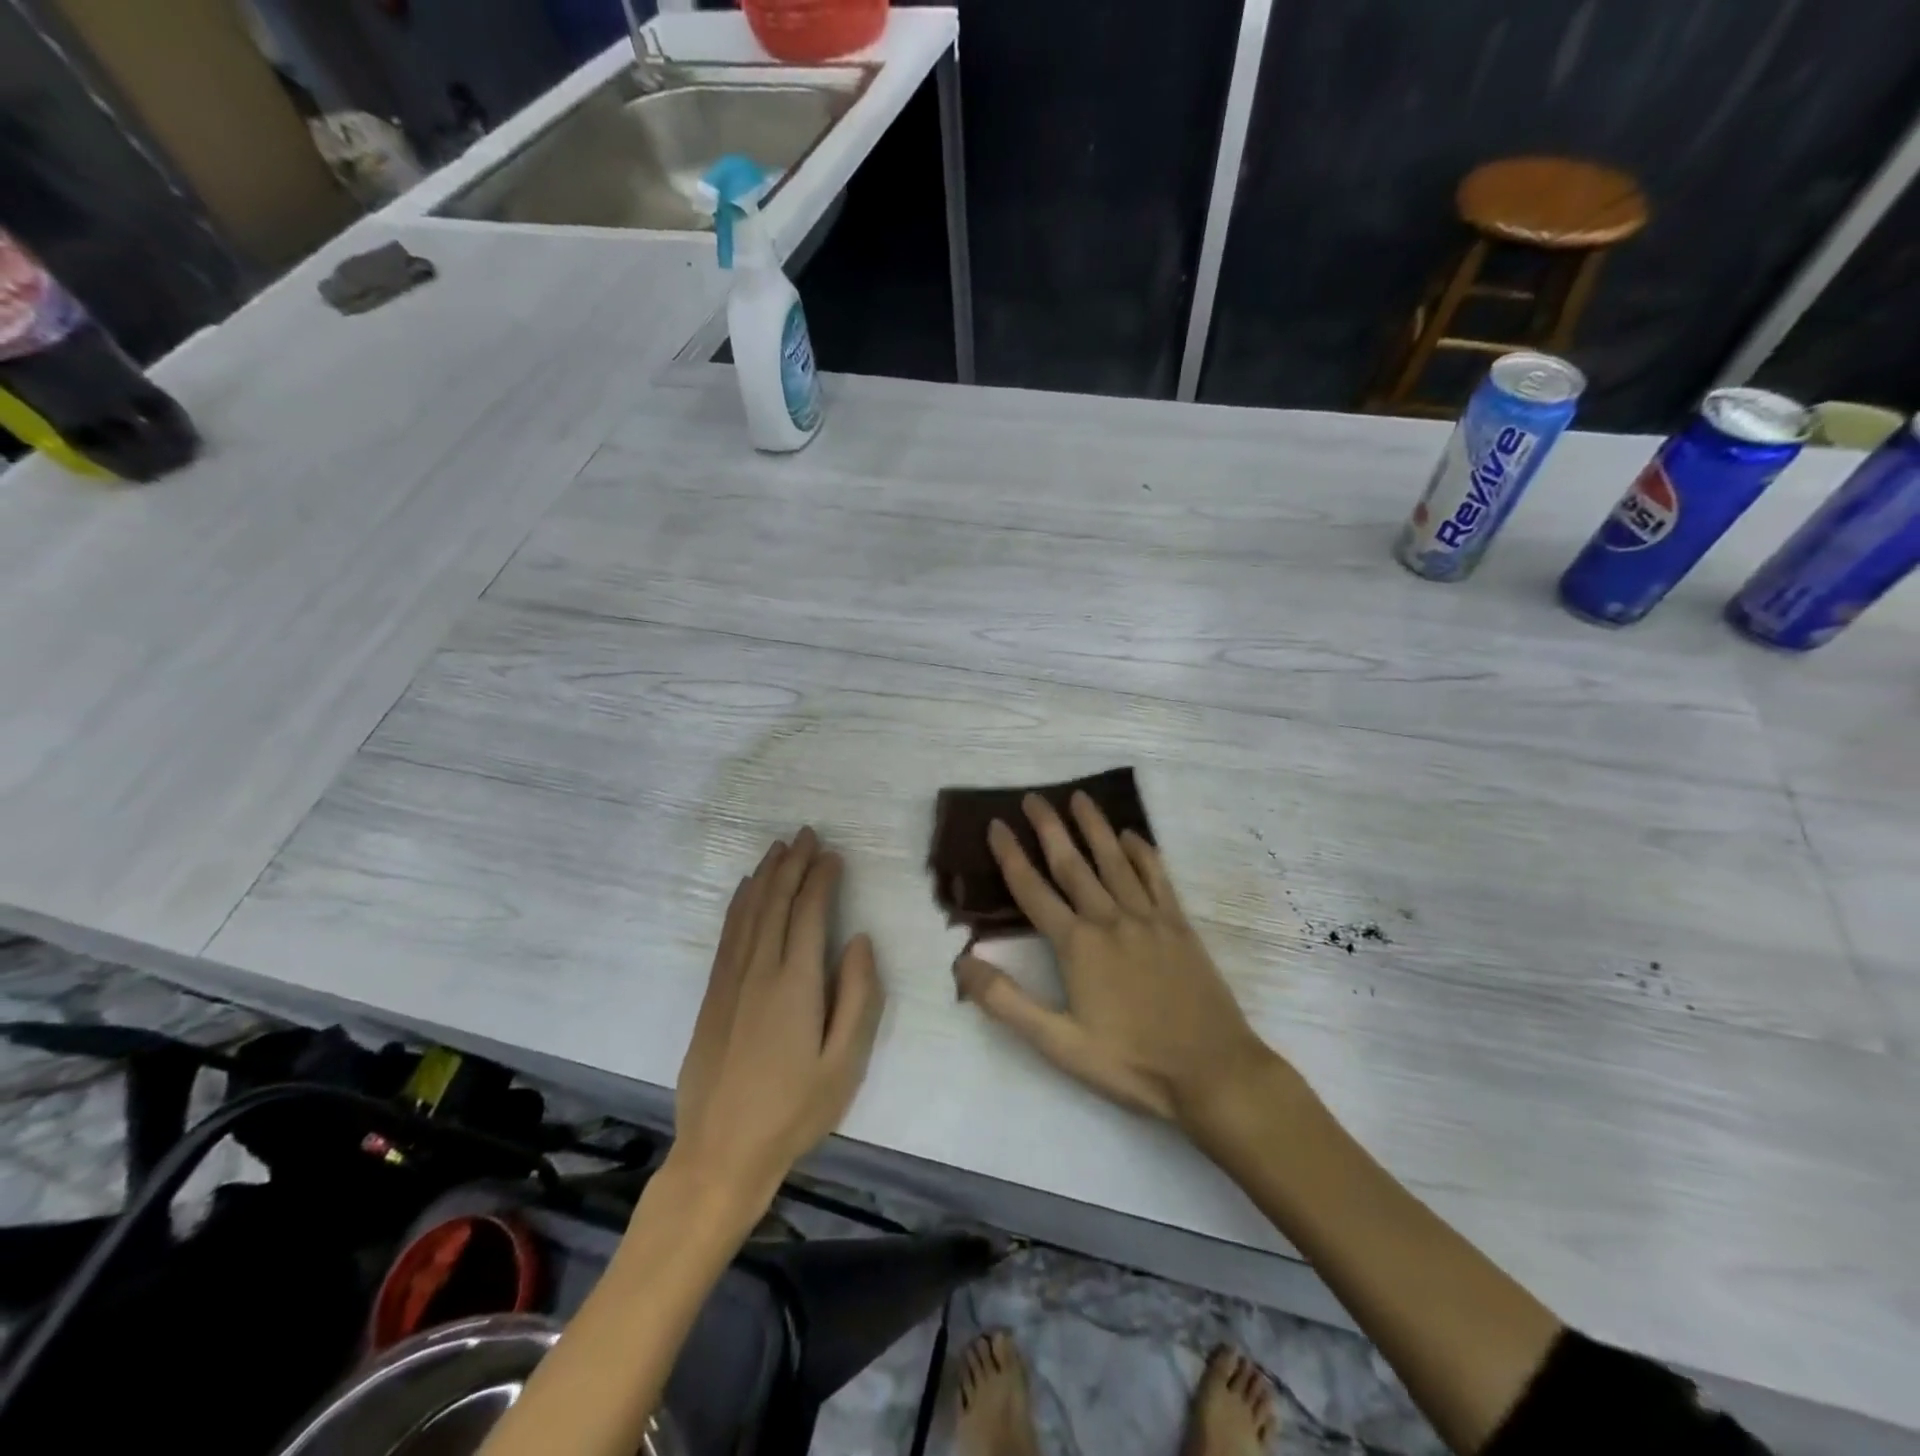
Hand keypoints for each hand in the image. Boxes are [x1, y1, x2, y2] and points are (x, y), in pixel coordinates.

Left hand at [673, 828, 884, 1209]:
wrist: (720, 1153)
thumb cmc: (794, 1111)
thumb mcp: (845, 1063)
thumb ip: (858, 996)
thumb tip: (860, 940)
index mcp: (795, 983)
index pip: (808, 913)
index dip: (821, 879)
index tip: (833, 854)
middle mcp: (758, 970)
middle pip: (775, 903)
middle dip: (792, 865)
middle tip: (806, 835)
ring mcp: (729, 982)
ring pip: (748, 913)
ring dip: (765, 877)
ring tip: (778, 849)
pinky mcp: (711, 996)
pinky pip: (727, 935)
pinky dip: (739, 905)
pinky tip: (746, 893)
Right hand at [953, 792, 1273, 1126]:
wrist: (1212, 1071)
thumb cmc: (1131, 1061)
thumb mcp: (1059, 1044)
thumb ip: (1006, 1002)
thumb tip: (961, 964)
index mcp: (1077, 945)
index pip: (1033, 890)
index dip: (1011, 856)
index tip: (997, 825)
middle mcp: (1110, 919)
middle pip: (1072, 864)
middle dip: (1050, 827)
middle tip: (1034, 797)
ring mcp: (1148, 918)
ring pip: (1115, 860)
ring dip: (1094, 826)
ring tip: (1079, 797)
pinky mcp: (1179, 925)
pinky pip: (1157, 876)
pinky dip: (1143, 852)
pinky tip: (1132, 835)